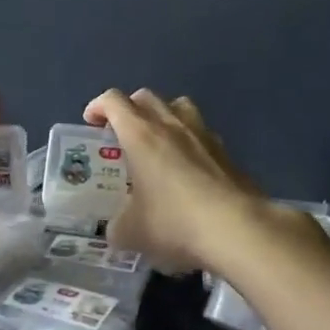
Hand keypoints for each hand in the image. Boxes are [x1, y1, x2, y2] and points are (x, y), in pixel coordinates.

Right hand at [82, 88, 266, 272]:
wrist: (239, 231)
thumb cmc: (174, 223)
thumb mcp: (131, 233)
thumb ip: (117, 225)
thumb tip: (116, 228)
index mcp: (140, 135)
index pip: (113, 101)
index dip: (98, 106)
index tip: (90, 123)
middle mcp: (171, 125)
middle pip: (146, 96)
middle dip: (129, 108)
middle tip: (121, 133)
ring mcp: (204, 136)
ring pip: (179, 106)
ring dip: (163, 116)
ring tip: (157, 142)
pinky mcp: (228, 154)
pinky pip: (202, 134)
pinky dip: (189, 142)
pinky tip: (188, 169)